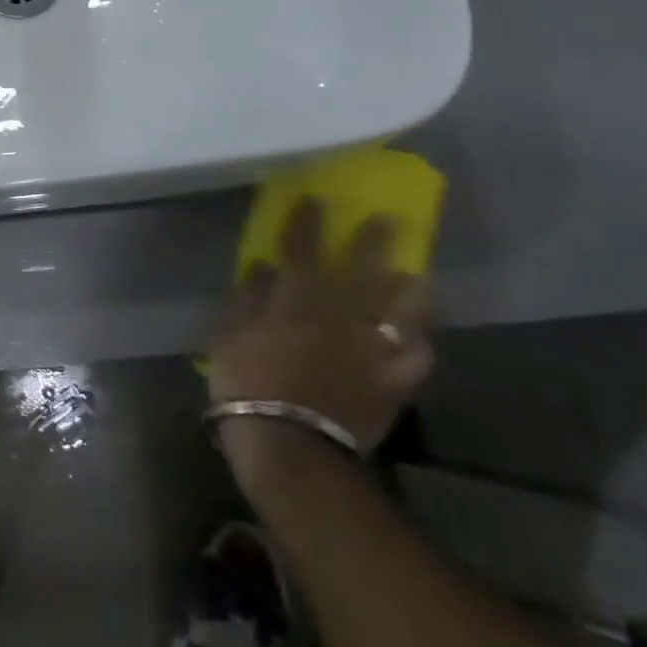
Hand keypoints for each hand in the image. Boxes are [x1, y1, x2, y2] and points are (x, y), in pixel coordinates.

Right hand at [208, 199, 433, 479]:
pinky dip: (417, 347)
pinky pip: (413, 359)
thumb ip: (247, 296)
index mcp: (296, 297)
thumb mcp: (228, 333)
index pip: (303, 246)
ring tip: (418, 276)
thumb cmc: (246, 383)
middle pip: (363, 268)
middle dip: (375, 240)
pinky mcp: (390, 382)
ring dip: (411, 290)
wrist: (289, 446)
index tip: (316, 200)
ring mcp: (370, 347)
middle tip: (388, 220)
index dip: (308, 220)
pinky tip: (417, 341)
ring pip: (402, 310)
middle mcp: (340, 313)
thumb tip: (263, 266)